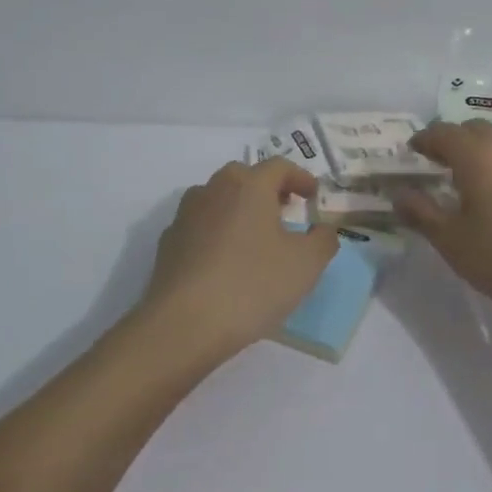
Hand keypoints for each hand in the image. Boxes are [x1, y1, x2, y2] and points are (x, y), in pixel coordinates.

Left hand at [132, 158, 339, 366]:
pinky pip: (200, 226)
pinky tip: (225, 261)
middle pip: (243, 177)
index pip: (279, 167)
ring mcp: (185, 215)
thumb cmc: (252, 285)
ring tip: (254, 236)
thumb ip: (323, 240)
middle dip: (267, 189)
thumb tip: (323, 229)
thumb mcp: (306, 264)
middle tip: (284, 211)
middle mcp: (214, 190)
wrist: (184, 324)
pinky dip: (216, 233)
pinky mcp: (168, 243)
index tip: (312, 196)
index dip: (300, 177)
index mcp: (249, 186)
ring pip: (217, 199)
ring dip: (238, 209)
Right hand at [395, 120, 491, 321]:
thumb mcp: (452, 241)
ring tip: (461, 177)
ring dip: (475, 150)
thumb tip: (399, 193)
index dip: (423, 140)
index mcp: (476, 155)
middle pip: (472, 129)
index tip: (410, 151)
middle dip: (450, 140)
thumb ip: (421, 213)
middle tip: (433, 162)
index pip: (442, 133)